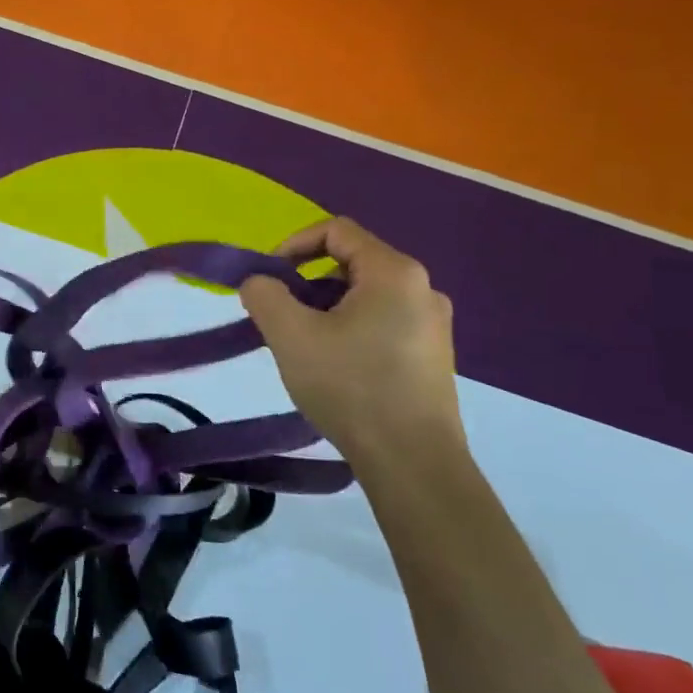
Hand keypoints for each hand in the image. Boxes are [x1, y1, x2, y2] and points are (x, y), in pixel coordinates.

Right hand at [240, 217, 464, 466]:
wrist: (413, 462)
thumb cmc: (351, 387)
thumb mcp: (290, 335)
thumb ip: (264, 294)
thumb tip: (259, 282)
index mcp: (394, 272)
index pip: (336, 231)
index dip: (293, 244)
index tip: (268, 277)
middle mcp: (422, 289)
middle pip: (350, 263)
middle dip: (306, 282)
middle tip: (279, 316)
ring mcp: (432, 324)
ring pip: (364, 296)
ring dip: (324, 308)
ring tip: (301, 345)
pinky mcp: (432, 356)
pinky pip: (381, 322)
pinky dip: (348, 329)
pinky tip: (332, 366)